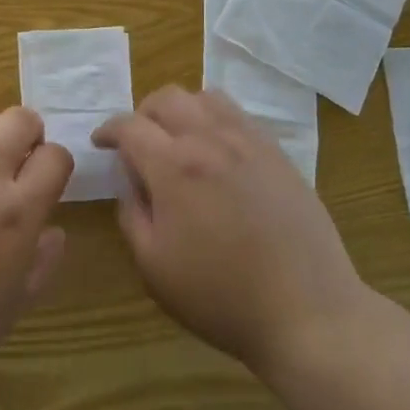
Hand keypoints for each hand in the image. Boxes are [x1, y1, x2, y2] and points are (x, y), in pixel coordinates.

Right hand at [95, 87, 366, 377]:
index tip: (101, 142)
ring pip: (205, 97)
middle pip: (167, 98)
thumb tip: (131, 182)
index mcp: (174, 166)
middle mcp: (210, 139)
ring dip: (181, 110)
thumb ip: (132, 214)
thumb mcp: (154, 267)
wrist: (307, 311)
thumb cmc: (221, 296)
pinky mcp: (277, 152)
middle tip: (138, 143)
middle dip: (143, 114)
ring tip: (178, 140)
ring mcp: (249, 141)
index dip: (108, 130)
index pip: (129, 125)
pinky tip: (217, 152)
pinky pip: (239, 115)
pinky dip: (215, 119)